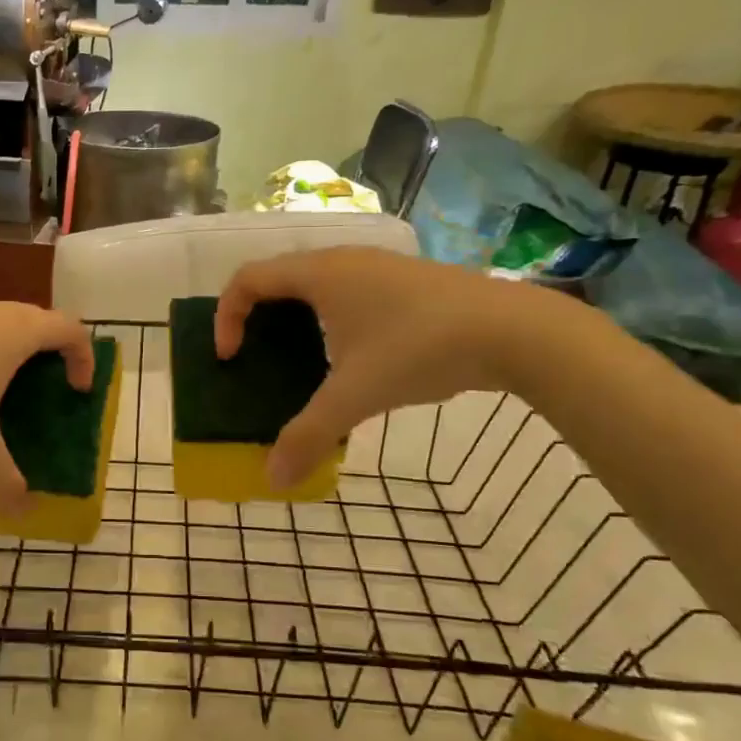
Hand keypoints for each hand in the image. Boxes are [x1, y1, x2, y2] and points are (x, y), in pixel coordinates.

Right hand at [215, 248, 558, 486]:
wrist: (514, 329)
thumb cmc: (419, 349)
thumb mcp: (356, 396)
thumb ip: (308, 435)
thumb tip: (272, 480)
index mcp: (318, 274)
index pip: (247, 279)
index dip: (226, 316)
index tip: (229, 358)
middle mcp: (342, 260)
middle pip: (278, 278)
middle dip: (257, 318)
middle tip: (256, 359)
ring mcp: (378, 266)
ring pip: (316, 284)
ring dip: (295, 319)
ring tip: (300, 362)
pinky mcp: (405, 280)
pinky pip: (347, 292)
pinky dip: (330, 319)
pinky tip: (353, 357)